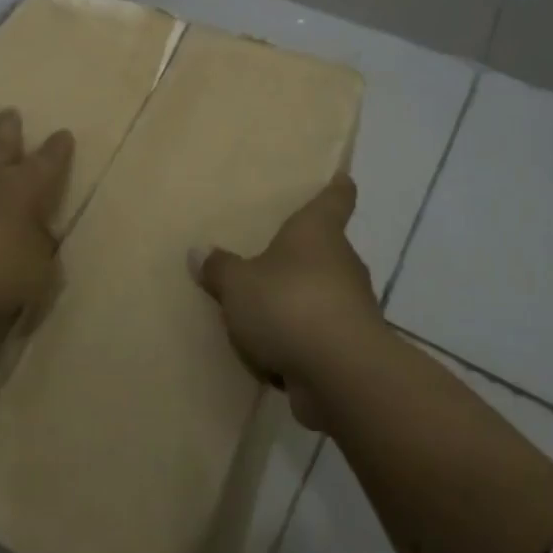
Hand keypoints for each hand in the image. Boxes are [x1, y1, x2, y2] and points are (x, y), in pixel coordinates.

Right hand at [189, 175, 381, 429]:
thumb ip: (220, 269)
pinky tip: (275, 353)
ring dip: (301, 301)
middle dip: (304, 254)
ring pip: (324, 294)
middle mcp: (342, 262)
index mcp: (318, 231)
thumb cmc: (289, 305)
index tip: (343, 177)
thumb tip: (199, 252)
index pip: (335, 199)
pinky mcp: (352, 348)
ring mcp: (353, 307)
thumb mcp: (238, 284)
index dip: (338, 187)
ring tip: (266, 310)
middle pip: (326, 249)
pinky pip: (322, 335)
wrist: (341, 375)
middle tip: (275, 254)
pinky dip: (304, 341)